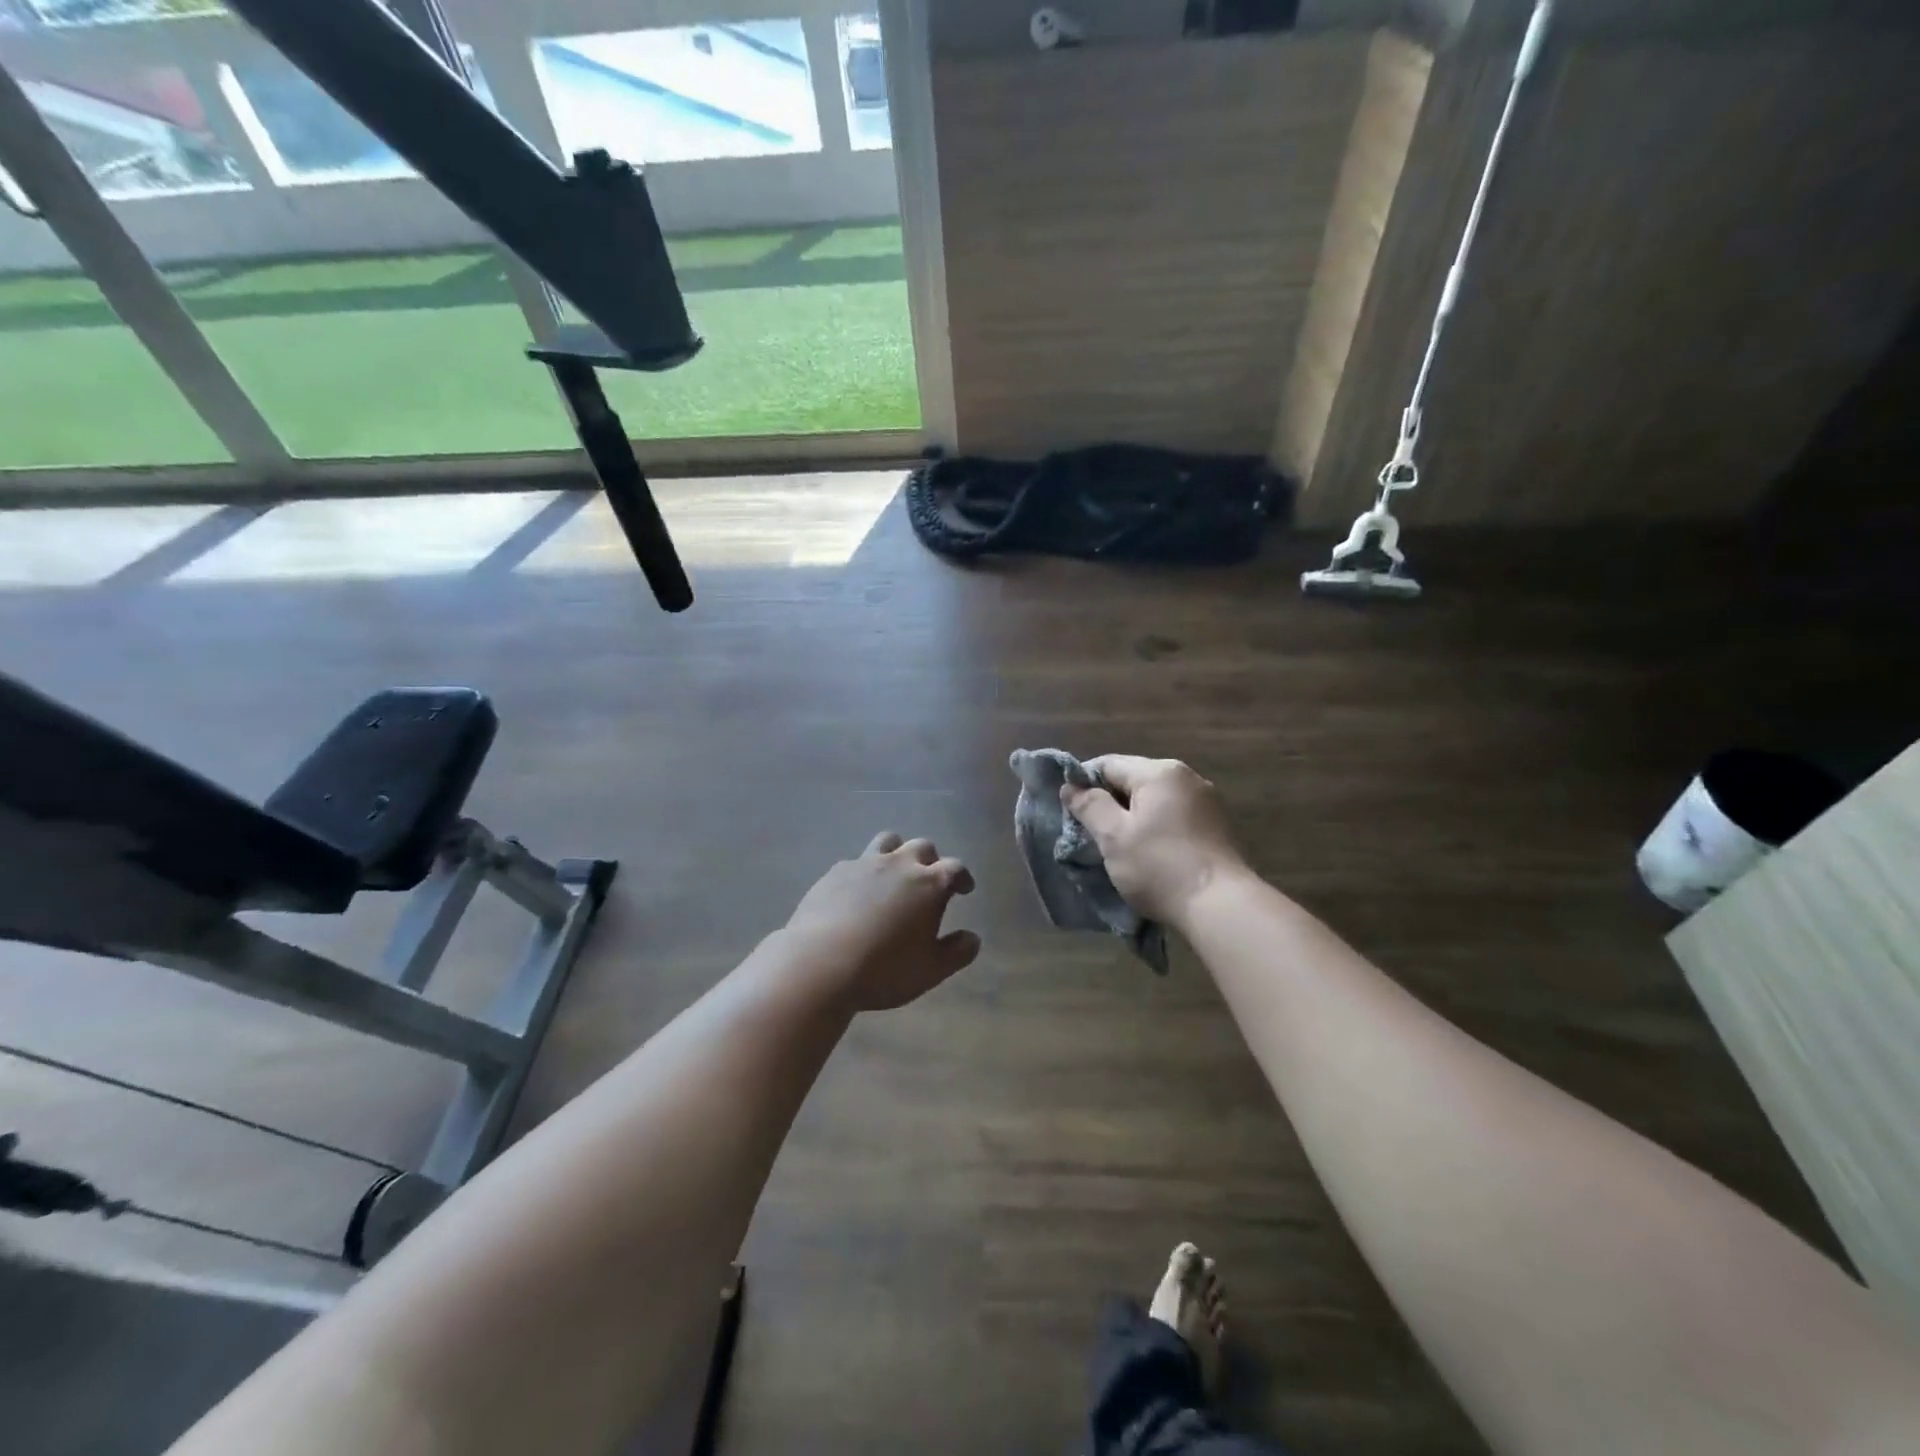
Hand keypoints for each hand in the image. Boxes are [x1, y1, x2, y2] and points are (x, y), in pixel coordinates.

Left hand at [782, 833, 980, 1011]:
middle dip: (931, 860)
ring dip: (897, 853)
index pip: (955, 868)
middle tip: (929, 881)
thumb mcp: (930, 970)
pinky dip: (865, 871)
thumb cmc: (884, 969)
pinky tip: (858, 892)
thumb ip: (957, 953)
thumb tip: (972, 938)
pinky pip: (856, 861)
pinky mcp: (835, 872)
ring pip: (888, 841)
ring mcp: (864, 863)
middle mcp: (899, 864)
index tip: (964, 888)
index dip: (962, 877)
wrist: (819, 963)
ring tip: (894, 874)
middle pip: (922, 847)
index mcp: (929, 884)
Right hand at [1061, 756, 1246, 925]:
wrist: (1220, 907)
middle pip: (1133, 780)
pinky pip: (1174, 817)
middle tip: (1093, 836)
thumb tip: (1071, 786)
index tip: (1072, 814)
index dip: (1084, 785)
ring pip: (1154, 801)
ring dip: (1134, 819)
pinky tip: (1150, 855)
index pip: (1108, 764)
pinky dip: (1156, 829)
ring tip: (1120, 848)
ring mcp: (1206, 802)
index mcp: (1160, 772)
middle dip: (1110, 804)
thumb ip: (1089, 806)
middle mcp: (1186, 777)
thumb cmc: (1159, 867)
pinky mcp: (1216, 827)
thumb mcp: (1113, 836)